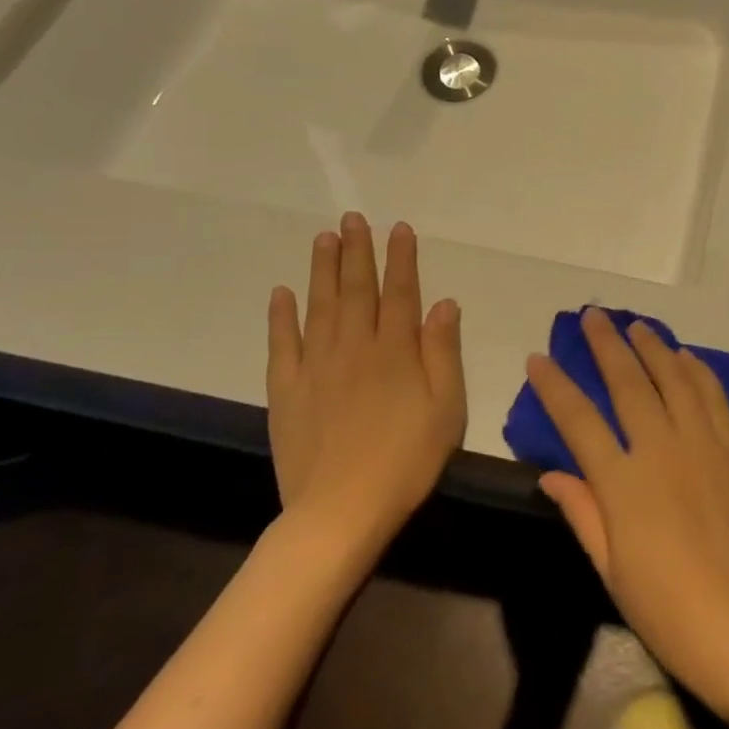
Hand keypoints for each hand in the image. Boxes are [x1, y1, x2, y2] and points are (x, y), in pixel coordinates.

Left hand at [266, 215, 465, 545]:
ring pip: (319, 306)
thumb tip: (444, 302)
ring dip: (322, 270)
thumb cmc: (407, 459)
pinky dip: (281, 316)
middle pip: (356, 290)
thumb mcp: (446, 408)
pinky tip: (282, 293)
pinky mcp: (287, 391)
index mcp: (396, 351)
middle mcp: (354, 347)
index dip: (401, 258)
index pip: (400, 293)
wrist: (341, 511)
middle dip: (357, 251)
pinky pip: (282, 345)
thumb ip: (443, 351)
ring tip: (323, 238)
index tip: (398, 228)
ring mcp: (316, 367)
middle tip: (353, 218)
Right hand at [531, 309, 728, 718]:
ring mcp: (703, 446)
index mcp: (623, 483)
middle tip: (591, 314)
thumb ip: (582, 511)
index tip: (538, 357)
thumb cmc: (668, 609)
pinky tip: (687, 357)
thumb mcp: (610, 569)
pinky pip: (714, 399)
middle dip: (606, 345)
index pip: (579, 421)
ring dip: (653, 348)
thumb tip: (550, 472)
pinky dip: (699, 372)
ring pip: (674, 380)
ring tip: (636, 325)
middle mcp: (662, 450)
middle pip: (629, 384)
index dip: (555, 386)